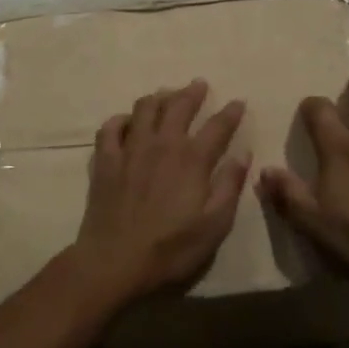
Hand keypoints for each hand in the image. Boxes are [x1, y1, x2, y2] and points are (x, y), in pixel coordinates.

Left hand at [67, 79, 249, 311]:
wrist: (114, 263)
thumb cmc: (170, 249)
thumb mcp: (214, 226)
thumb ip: (229, 186)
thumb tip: (242, 154)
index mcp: (192, 159)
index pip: (217, 126)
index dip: (231, 112)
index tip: (238, 102)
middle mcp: (162, 144)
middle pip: (178, 106)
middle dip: (192, 92)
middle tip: (199, 84)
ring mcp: (130, 149)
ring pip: (144, 108)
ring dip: (158, 97)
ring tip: (166, 95)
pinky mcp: (105, 160)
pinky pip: (111, 127)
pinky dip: (122, 119)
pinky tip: (127, 121)